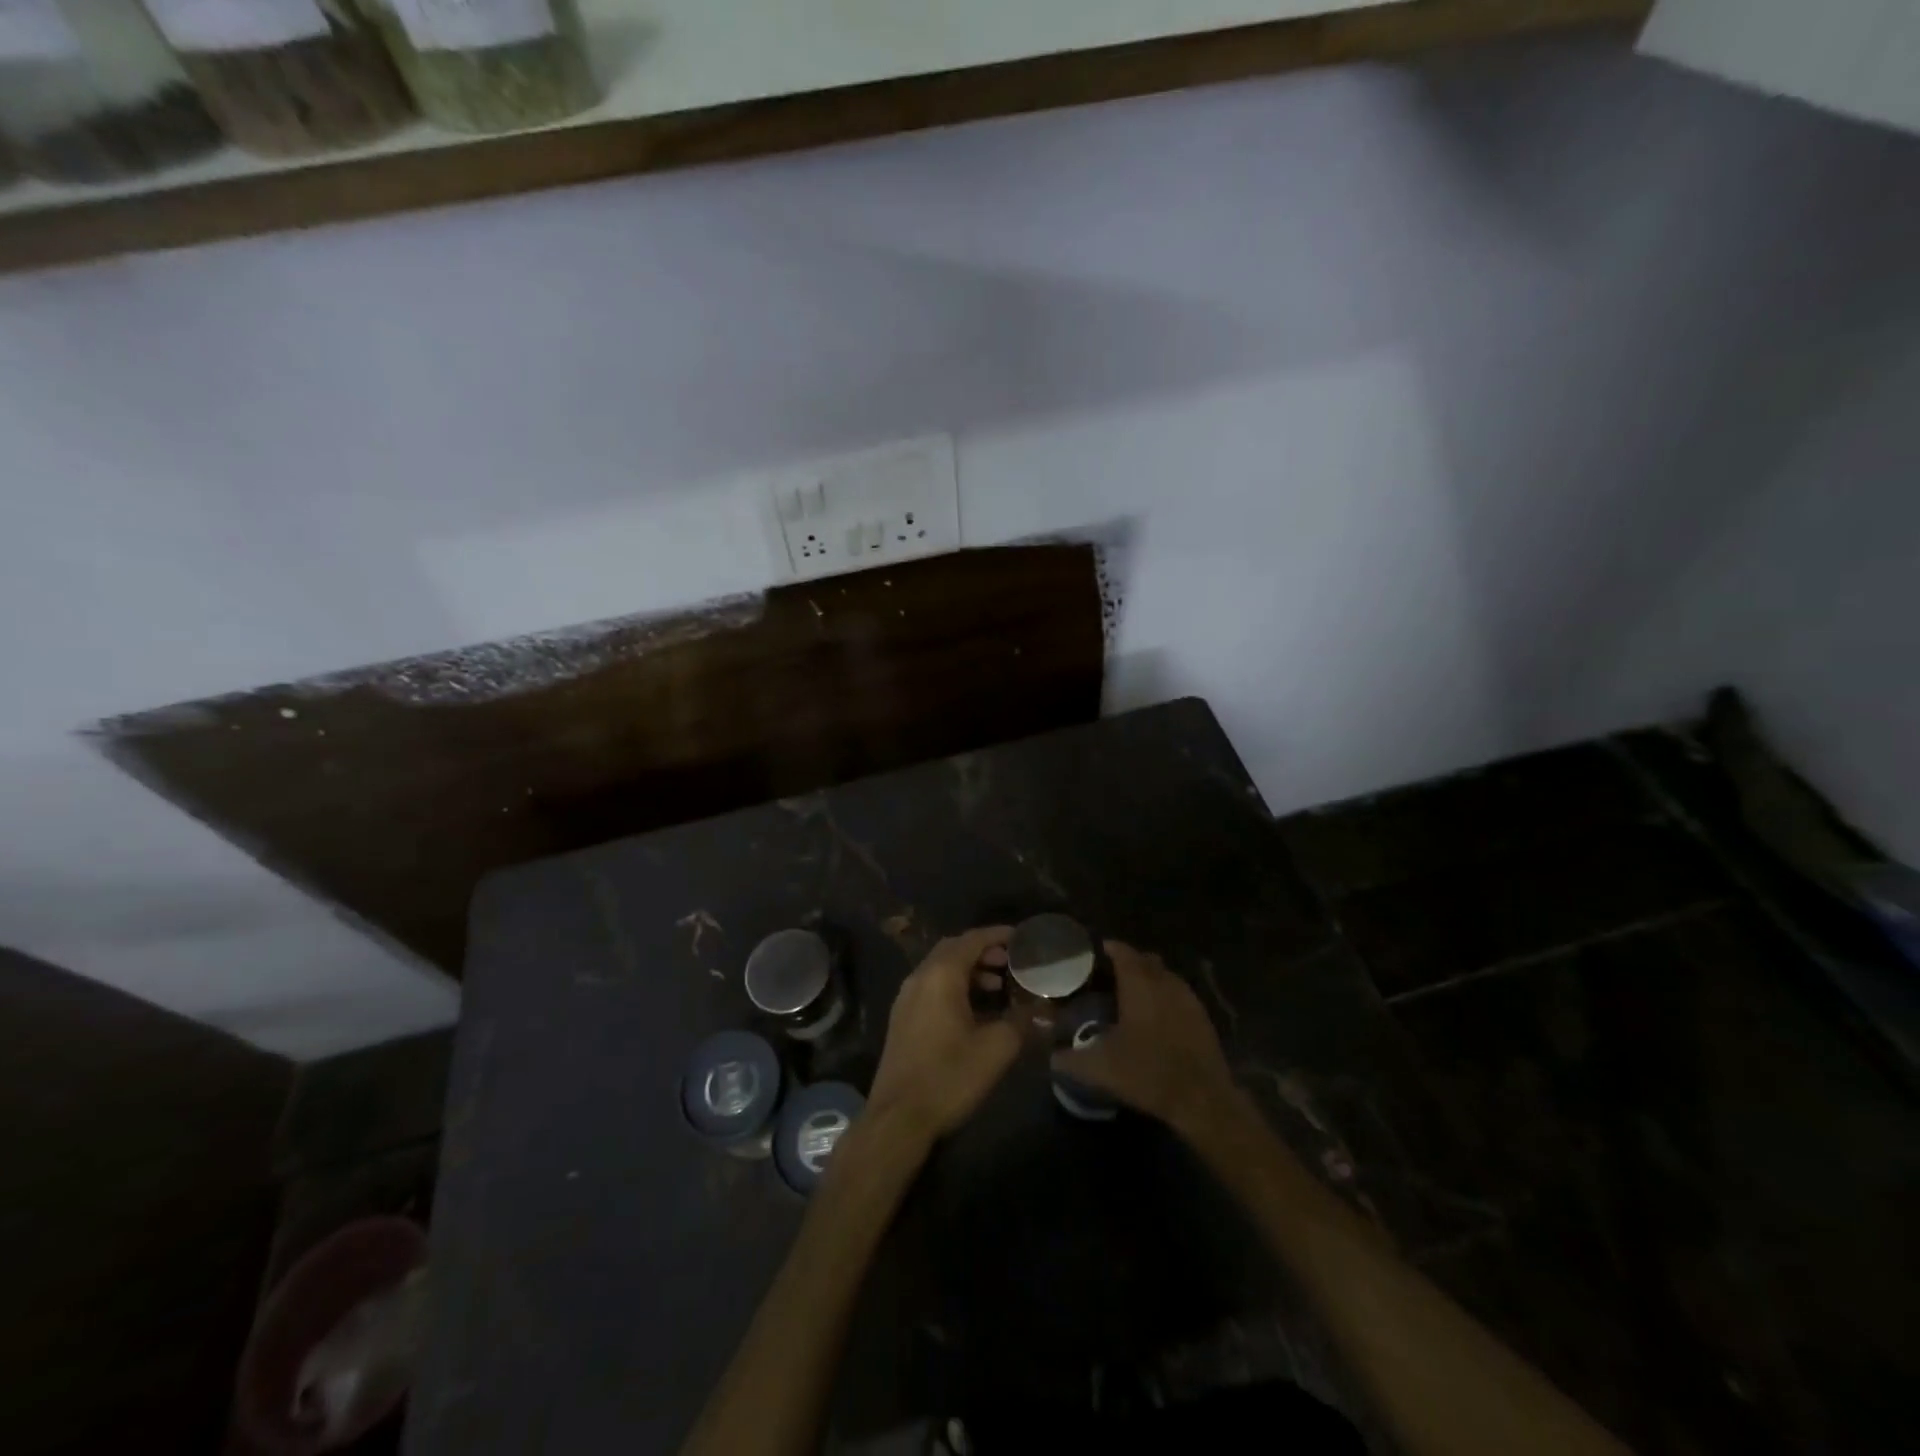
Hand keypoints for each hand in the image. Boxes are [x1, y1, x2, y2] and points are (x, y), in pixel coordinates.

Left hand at [867, 927, 1021, 1140]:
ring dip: (970, 970)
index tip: (1023, 938)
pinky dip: (955, 986)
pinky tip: (974, 1010)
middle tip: (1013, 963)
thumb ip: (1022, 1020)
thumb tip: (1041, 1006)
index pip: (972, 939)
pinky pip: (932, 986)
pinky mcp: (903, 1018)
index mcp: (941, 975)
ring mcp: (906, 997)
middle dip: (984, 951)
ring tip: (999, 986)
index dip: (999, 935)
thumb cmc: (949, 1077)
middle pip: (954, 949)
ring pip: (941, 968)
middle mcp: (920, 977)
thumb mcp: (996, 1049)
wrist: (898, 1118)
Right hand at [1051, 941, 1241, 1139]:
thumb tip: (1051, 1058)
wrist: (1202, 1099)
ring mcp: (1187, 998)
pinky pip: (1179, 995)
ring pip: (1164, 976)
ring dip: (1149, 979)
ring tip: (1131, 996)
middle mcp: (1164, 982)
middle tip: (1108, 976)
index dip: (1108, 949)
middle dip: (1128, 962)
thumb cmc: (1147, 1072)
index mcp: (1138, 983)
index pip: (1122, 952)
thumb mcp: (1099, 1068)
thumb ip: (1069, 1060)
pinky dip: (1165, 997)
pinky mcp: (1202, 1017)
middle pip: (1145, 960)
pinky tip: (1155, 1019)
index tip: (1093, 953)